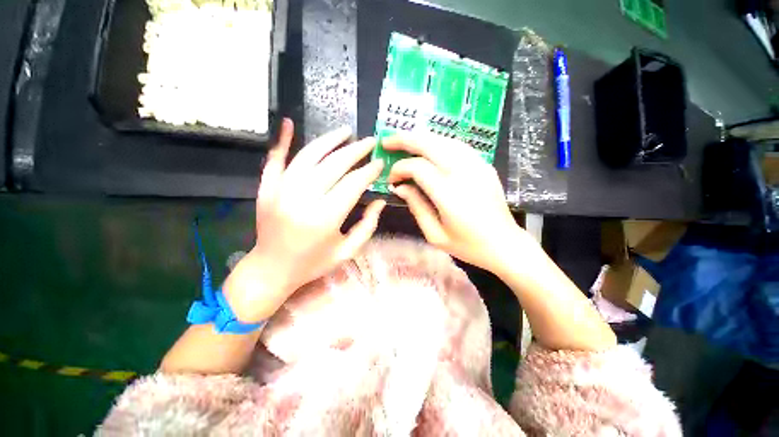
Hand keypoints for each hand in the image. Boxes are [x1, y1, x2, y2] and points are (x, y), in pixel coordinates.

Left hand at [224, 119, 384, 321]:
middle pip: (334, 164)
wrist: (271, 269)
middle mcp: (302, 199)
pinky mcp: (266, 188)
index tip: (380, 163)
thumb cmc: (313, 263)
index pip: (353, 184)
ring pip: (308, 156)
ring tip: (345, 131)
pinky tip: (289, 123)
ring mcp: (280, 190)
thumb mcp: (347, 251)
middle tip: (370, 142)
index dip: (369, 171)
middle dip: (355, 150)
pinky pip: (275, 159)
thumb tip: (380, 200)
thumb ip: (368, 226)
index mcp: (325, 218)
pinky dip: (283, 140)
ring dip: (329, 140)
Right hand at [383, 133, 523, 273]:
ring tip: (404, 141)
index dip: (400, 169)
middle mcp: (464, 173)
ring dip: (421, 138)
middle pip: (430, 144)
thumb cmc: (468, 245)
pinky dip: (439, 142)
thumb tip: (400, 187)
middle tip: (387, 142)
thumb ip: (416, 206)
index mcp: (449, 194)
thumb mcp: (435, 234)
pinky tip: (429, 148)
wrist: (505, 244)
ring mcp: (477, 166)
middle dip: (405, 139)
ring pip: (444, 139)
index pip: (418, 168)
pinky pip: (458, 146)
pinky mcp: (484, 165)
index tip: (392, 179)